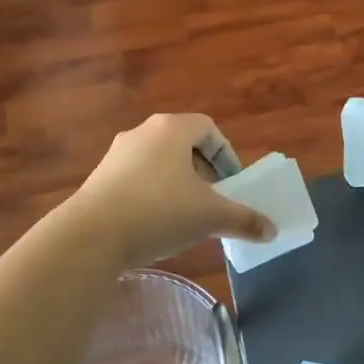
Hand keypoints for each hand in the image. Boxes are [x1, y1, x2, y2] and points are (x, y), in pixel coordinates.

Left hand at [57, 113, 275, 270]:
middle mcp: (142, 132)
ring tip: (186, 214)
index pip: (207, 128)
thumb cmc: (159, 212)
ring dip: (176, 182)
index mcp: (171, 129)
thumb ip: (243, 219)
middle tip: (213, 198)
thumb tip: (272, 230)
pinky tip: (155, 224)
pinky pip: (136, 178)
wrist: (91, 235)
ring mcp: (116, 154)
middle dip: (202, 169)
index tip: (233, 183)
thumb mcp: (210, 216)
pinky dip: (152, 194)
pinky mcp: (98, 178)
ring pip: (157, 161)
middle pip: (182, 143)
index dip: (226, 154)